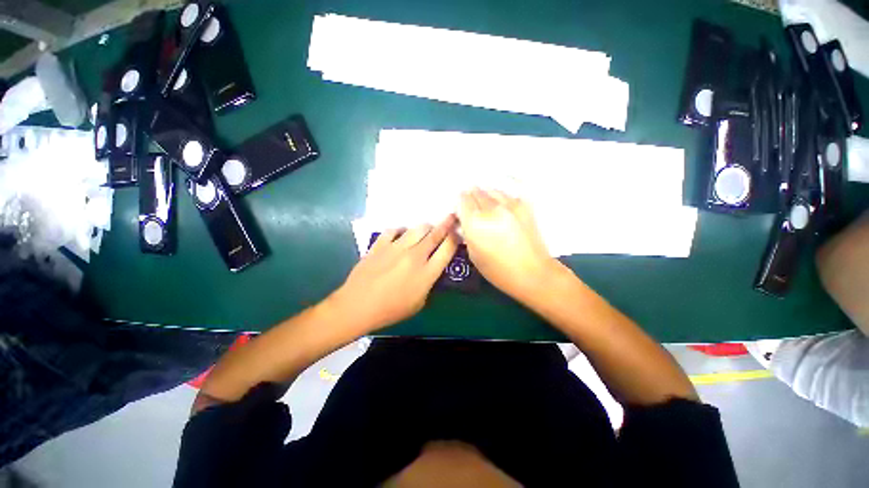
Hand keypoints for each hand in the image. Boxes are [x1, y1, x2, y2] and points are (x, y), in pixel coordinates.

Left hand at [329, 215, 459, 333]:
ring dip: (425, 228)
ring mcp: (396, 247)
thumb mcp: (418, 304)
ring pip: (417, 228)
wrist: (358, 305)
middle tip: (451, 217)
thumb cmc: (390, 311)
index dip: (456, 239)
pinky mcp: (379, 244)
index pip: (448, 248)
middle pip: (435, 233)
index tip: (458, 234)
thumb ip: (428, 284)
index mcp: (427, 273)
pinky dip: (401, 231)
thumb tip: (430, 271)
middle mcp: (414, 255)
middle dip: (446, 223)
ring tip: (426, 230)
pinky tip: (401, 235)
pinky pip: (394, 230)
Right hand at [457, 188, 556, 299]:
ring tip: (487, 206)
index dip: (461, 204)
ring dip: (487, 195)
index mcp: (475, 222)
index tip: (462, 209)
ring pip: (492, 190)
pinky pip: (507, 195)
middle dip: (473, 198)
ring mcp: (509, 204)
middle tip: (473, 208)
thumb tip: (465, 221)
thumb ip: (467, 233)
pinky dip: (501, 198)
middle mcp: (491, 209)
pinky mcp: (523, 205)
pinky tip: (501, 208)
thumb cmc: (500, 271)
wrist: (533, 272)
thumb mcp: (474, 255)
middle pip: (477, 192)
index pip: (463, 200)